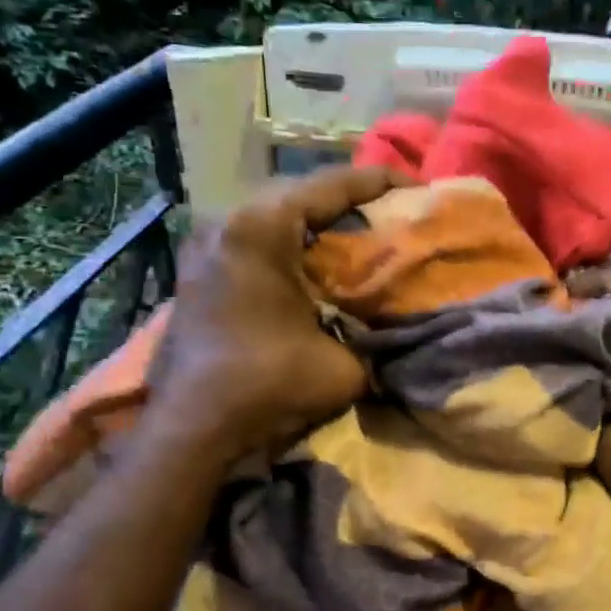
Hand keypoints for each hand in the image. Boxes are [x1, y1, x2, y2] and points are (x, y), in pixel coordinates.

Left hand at [145, 164, 404, 463]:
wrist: (192, 428)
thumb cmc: (268, 385)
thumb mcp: (344, 366)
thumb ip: (375, 337)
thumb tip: (395, 326)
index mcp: (262, 227)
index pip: (332, 186)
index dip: (381, 182)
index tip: (418, 185)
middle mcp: (228, 221)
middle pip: (301, 193)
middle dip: (349, 201)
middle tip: (390, 214)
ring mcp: (206, 244)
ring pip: (274, 215)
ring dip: (317, 223)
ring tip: (357, 236)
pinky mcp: (197, 269)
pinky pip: (254, 239)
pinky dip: (289, 244)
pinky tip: (314, 264)